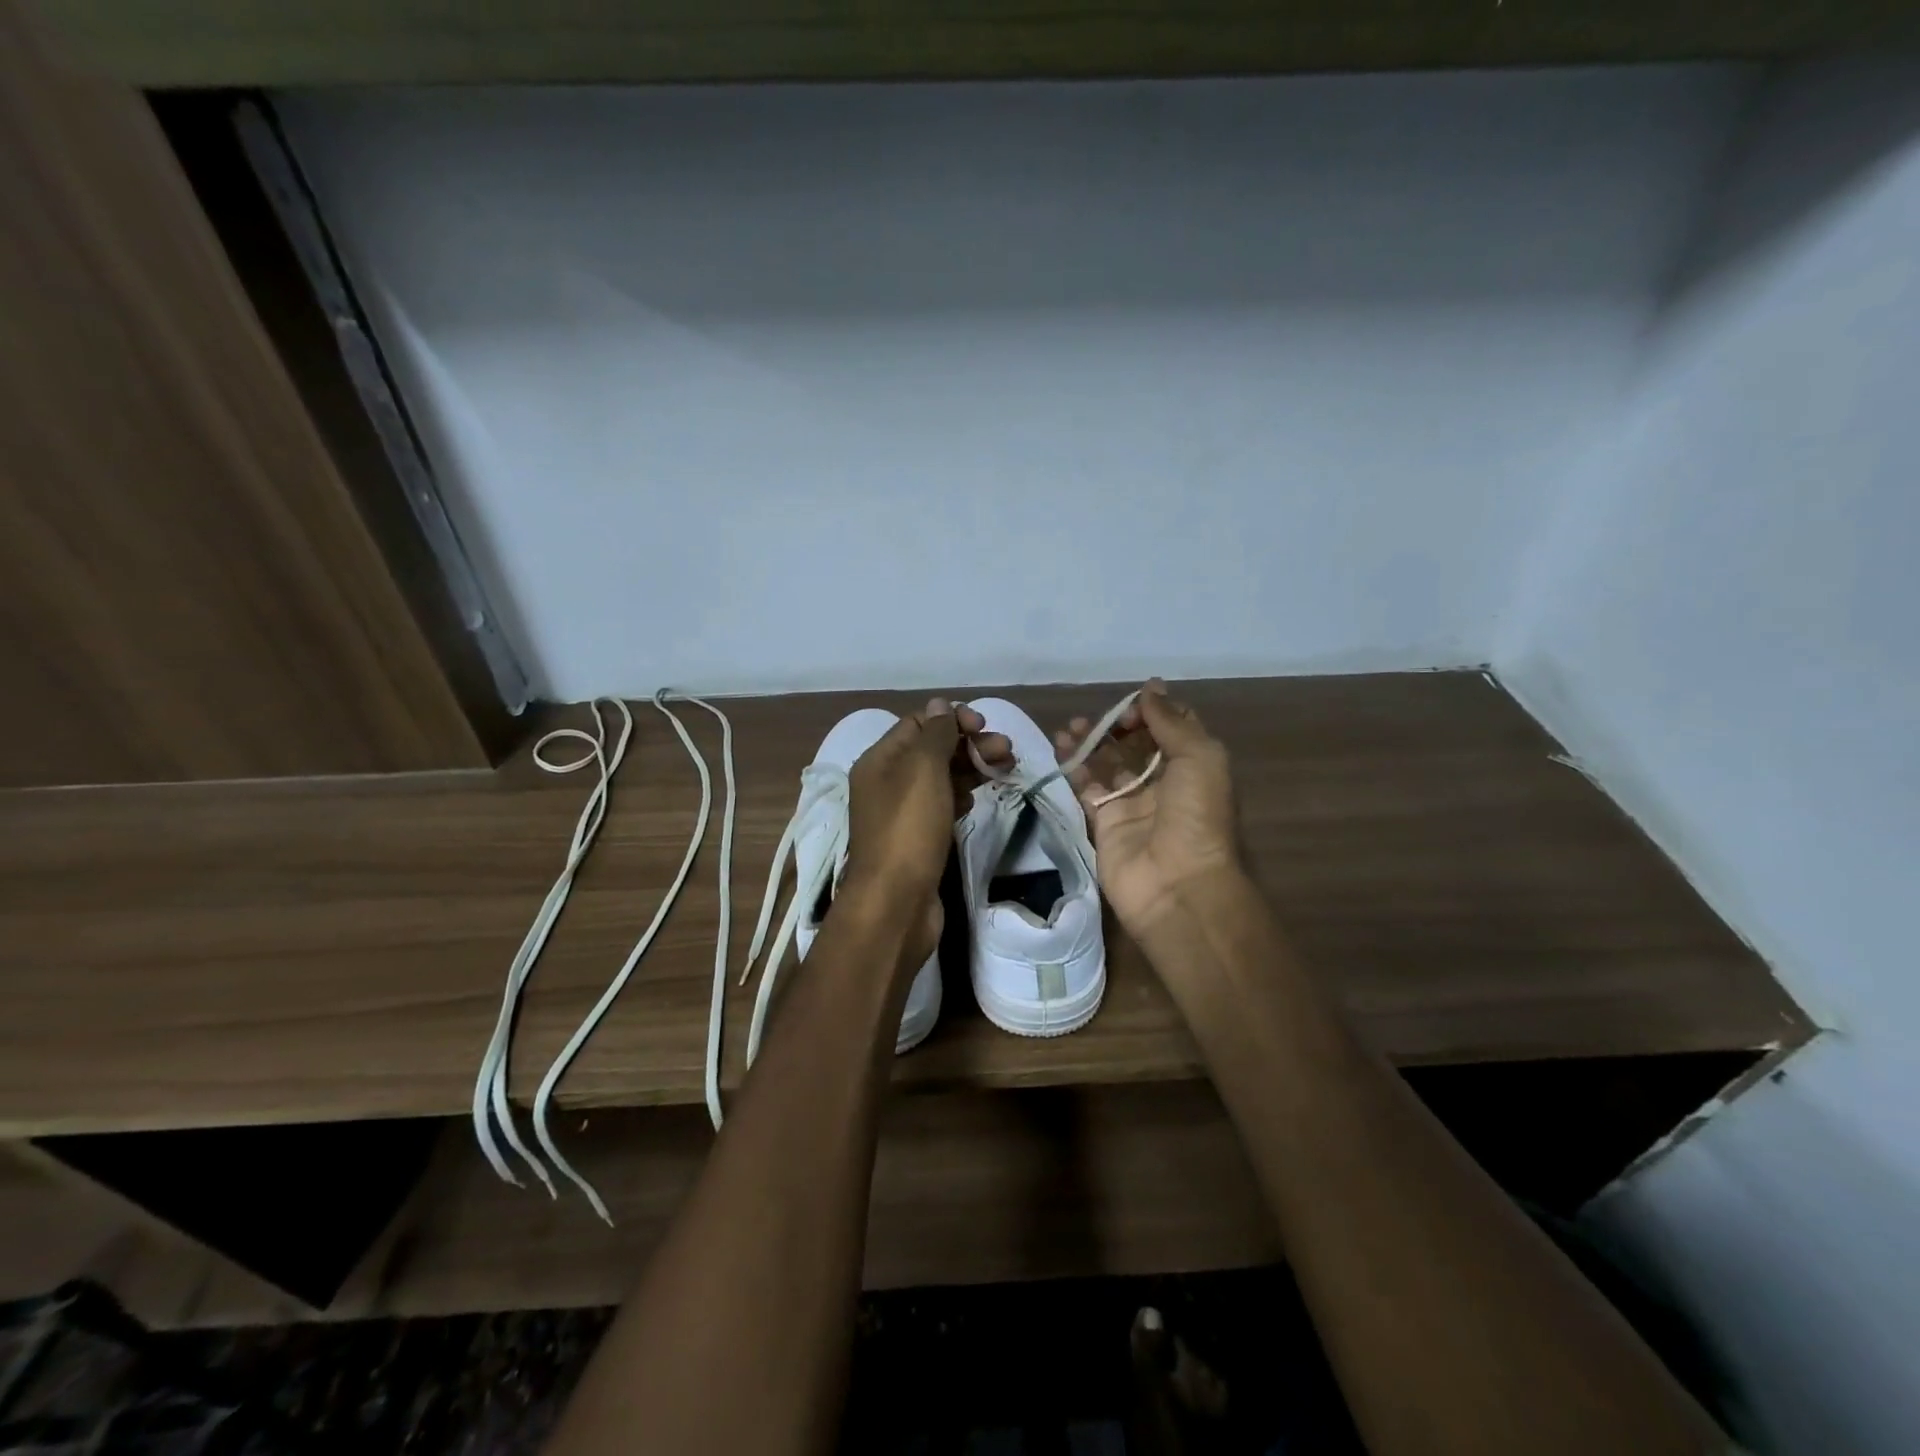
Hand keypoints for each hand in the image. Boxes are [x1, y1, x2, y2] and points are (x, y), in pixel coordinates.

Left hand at [843, 700, 1010, 965]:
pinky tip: (978, 799)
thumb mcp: (923, 770)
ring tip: (1007, 769)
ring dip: (972, 768)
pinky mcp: (918, 839)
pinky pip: (942, 806)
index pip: (918, 723)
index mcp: (880, 760)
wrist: (896, 902)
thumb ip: (935, 734)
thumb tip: (941, 704)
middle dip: (970, 744)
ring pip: (941, 778)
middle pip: (932, 750)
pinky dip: (962, 796)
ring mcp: (902, 813)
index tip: (984, 725)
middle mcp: (887, 782)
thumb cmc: (909, 829)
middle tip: (1008, 751)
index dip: (952, 719)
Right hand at [1055, 680, 1241, 945]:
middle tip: (1097, 718)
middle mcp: (1164, 783)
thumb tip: (1151, 686)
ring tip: (1072, 726)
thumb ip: (1171, 722)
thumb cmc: (1197, 817)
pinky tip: (1062, 747)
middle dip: (1117, 725)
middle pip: (1136, 744)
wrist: (1177, 886)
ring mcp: (1132, 803)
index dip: (1152, 711)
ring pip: (1107, 763)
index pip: (1171, 728)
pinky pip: (1086, 787)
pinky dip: (1074, 766)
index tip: (1131, 706)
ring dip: (1091, 741)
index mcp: (1194, 767)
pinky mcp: (1104, 822)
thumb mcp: (1200, 758)